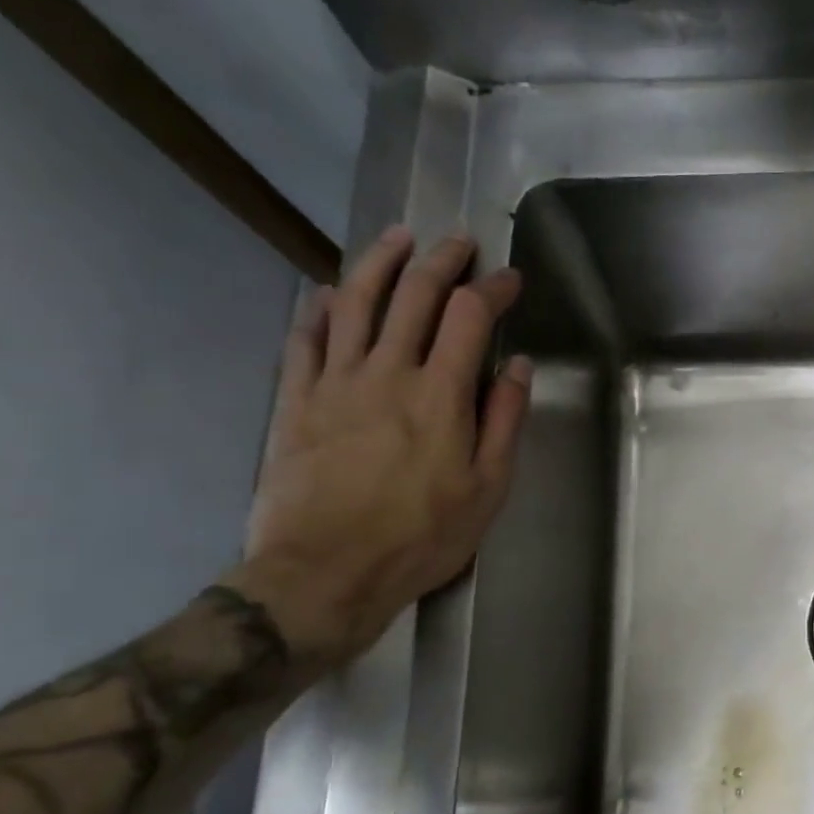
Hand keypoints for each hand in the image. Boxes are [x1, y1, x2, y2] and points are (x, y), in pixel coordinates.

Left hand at [223, 226, 530, 666]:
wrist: (324, 574)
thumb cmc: (420, 537)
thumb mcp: (488, 489)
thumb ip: (504, 421)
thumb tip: (517, 366)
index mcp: (440, 395)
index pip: (470, 315)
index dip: (493, 288)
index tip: (510, 278)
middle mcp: (387, 372)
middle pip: (413, 294)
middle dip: (441, 260)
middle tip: (459, 242)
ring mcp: (335, 383)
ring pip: (355, 301)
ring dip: (380, 262)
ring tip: (398, 238)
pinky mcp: (296, 401)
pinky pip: (306, 339)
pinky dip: (320, 308)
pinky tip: (331, 292)